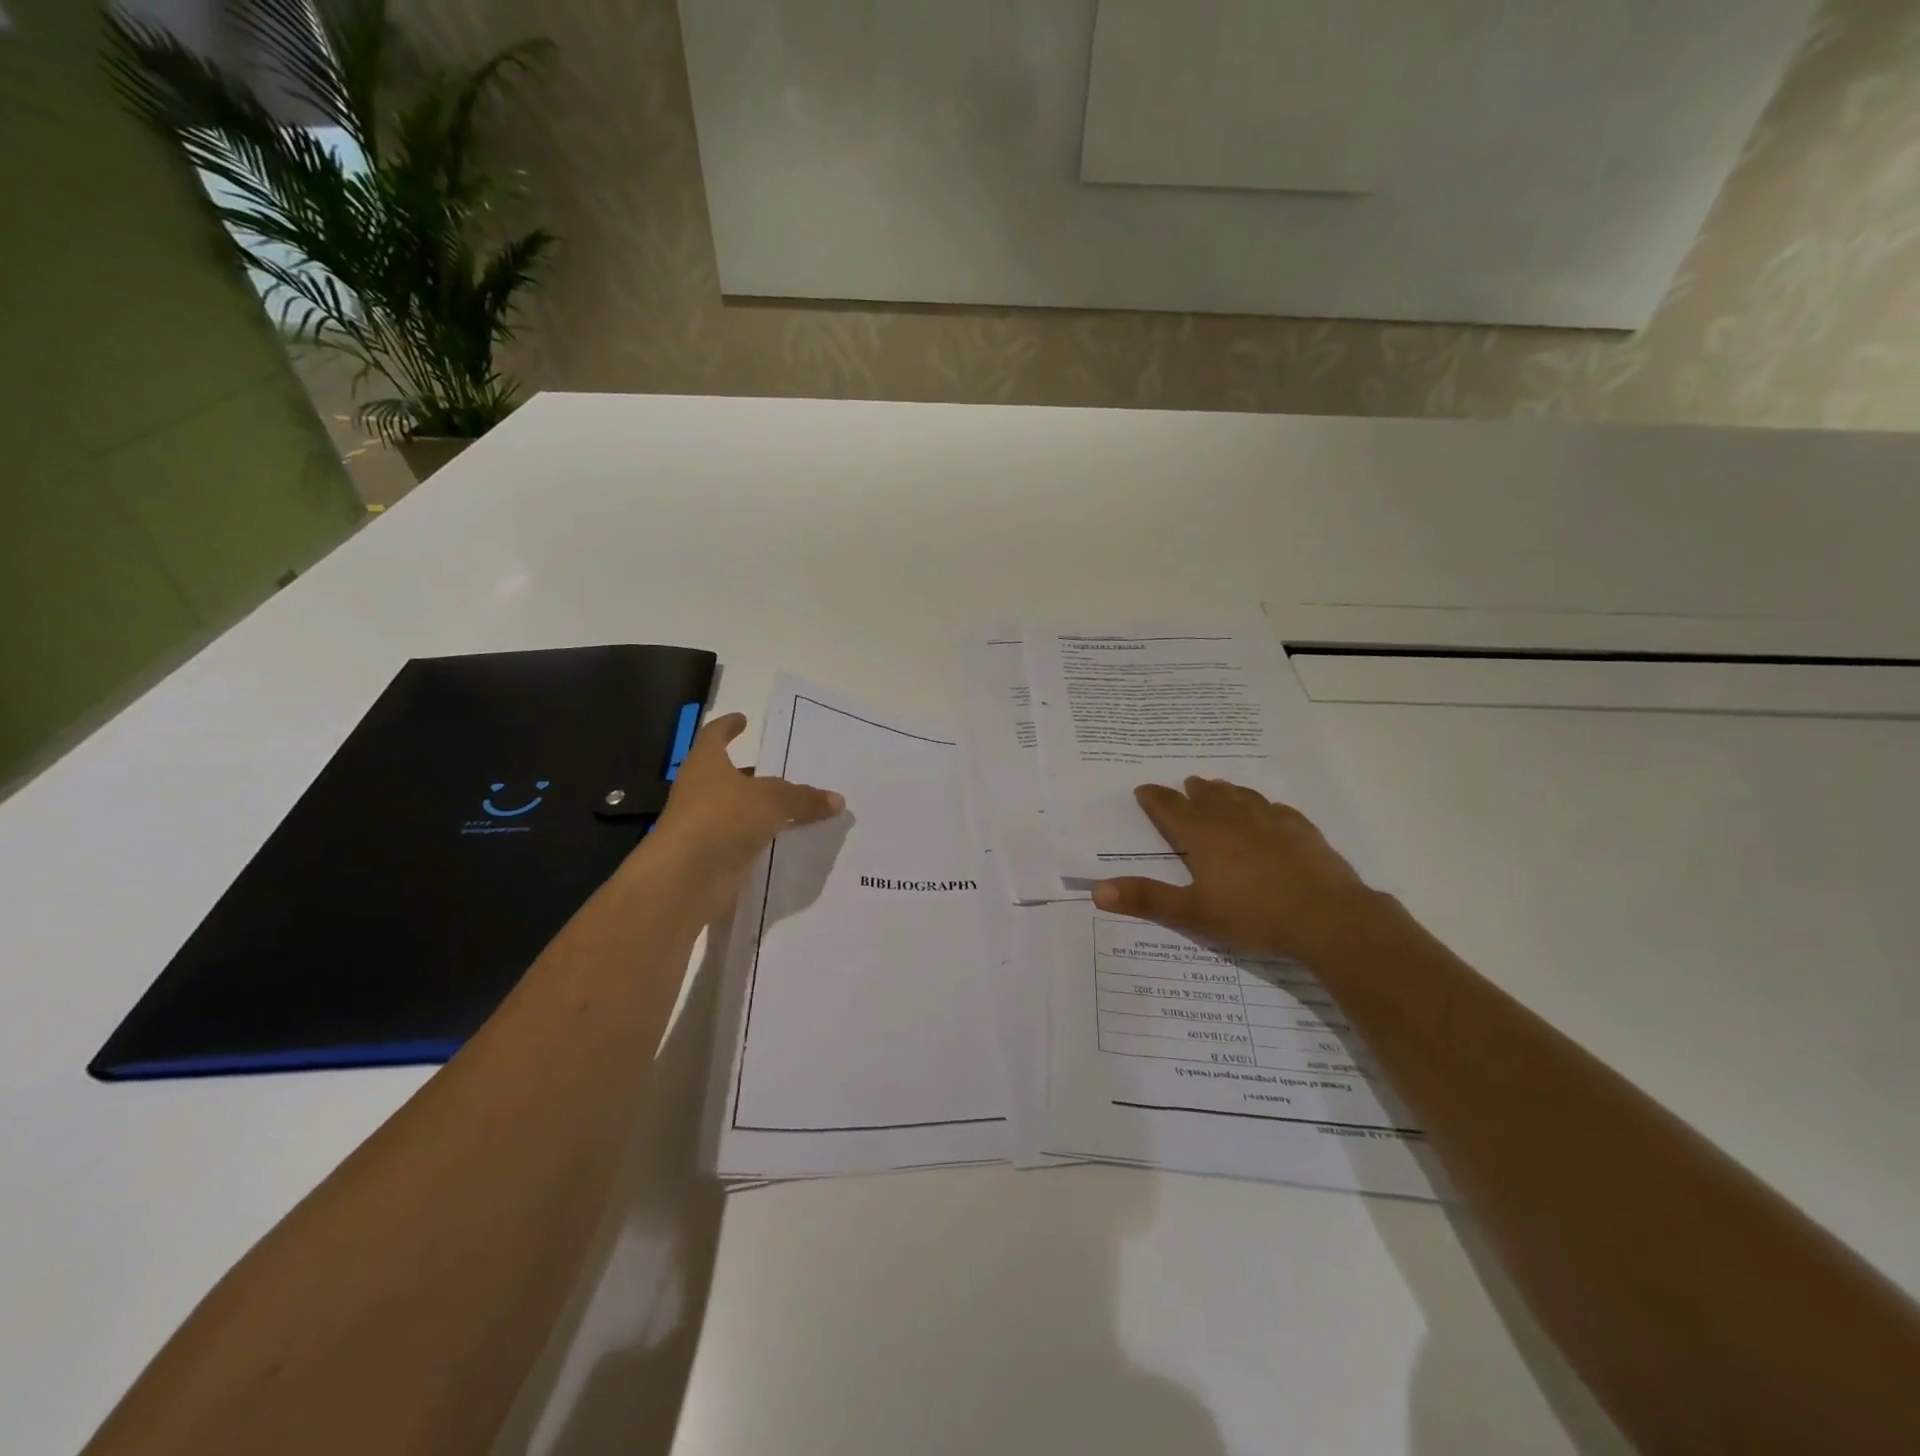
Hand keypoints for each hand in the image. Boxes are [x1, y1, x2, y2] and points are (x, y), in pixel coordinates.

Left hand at [641, 712, 843, 921]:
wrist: (686, 878)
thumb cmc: (722, 818)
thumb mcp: (772, 801)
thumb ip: (804, 798)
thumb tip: (837, 800)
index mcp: (706, 764)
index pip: (715, 735)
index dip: (729, 726)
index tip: (743, 719)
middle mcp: (702, 790)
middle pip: (731, 775)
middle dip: (755, 773)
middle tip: (787, 769)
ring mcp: (707, 824)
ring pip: (740, 810)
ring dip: (763, 808)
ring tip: (798, 805)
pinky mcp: (715, 854)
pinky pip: (746, 839)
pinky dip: (765, 837)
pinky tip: (791, 838)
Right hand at [1093, 778, 1387, 965]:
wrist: (1327, 917)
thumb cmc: (1252, 915)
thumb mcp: (1193, 913)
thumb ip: (1147, 899)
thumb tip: (1097, 891)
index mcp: (1202, 835)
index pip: (1170, 808)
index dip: (1154, 799)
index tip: (1144, 789)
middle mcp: (1233, 819)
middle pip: (1206, 797)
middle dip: (1191, 791)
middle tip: (1184, 784)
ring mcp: (1270, 820)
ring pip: (1241, 797)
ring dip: (1225, 791)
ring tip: (1217, 787)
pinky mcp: (1301, 830)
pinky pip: (1275, 808)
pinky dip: (1262, 804)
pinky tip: (1268, 809)